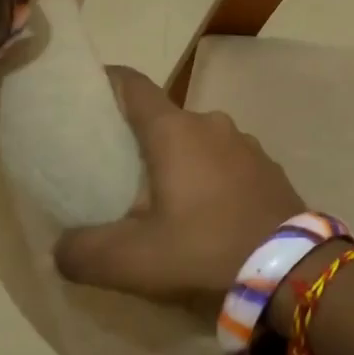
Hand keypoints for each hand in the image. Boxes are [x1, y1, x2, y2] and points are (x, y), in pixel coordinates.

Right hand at [55, 66, 305, 304]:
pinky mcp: (268, 167)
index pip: (132, 84)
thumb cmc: (205, 251)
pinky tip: (207, 212)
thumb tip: (60, 248)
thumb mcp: (131, 261)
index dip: (105, 82)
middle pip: (164, 118)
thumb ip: (83, 252)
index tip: (85, 93)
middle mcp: (211, 124)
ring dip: (179, 160)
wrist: (293, 272)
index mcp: (175, 131)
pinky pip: (226, 161)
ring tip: (164, 197)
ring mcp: (246, 144)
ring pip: (198, 141)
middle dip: (140, 137)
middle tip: (118, 169)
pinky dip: (209, 175)